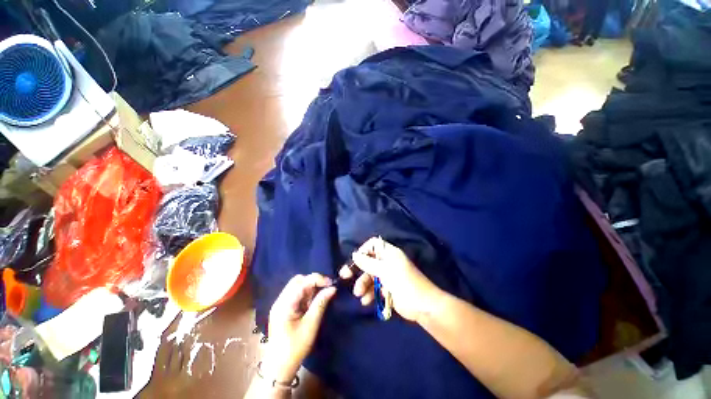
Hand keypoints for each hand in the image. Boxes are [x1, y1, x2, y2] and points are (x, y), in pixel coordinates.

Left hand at [262, 273, 336, 382]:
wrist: (279, 367)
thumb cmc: (295, 347)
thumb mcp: (311, 325)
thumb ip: (321, 303)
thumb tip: (332, 288)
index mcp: (284, 304)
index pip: (302, 282)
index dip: (317, 279)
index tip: (331, 284)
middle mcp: (280, 300)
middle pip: (298, 280)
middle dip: (313, 281)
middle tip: (325, 289)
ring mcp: (280, 304)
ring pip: (297, 285)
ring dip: (310, 287)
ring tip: (320, 297)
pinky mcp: (283, 308)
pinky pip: (296, 293)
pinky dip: (306, 294)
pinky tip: (312, 302)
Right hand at [340, 237, 442, 322]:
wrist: (423, 306)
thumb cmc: (404, 283)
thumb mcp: (384, 271)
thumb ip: (368, 263)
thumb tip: (354, 254)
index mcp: (389, 253)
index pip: (374, 244)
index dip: (364, 250)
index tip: (356, 259)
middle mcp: (388, 262)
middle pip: (369, 261)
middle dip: (358, 270)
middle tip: (345, 276)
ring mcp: (388, 276)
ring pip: (370, 276)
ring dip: (363, 284)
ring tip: (359, 294)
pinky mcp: (388, 289)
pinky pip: (375, 288)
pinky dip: (369, 293)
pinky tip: (366, 301)